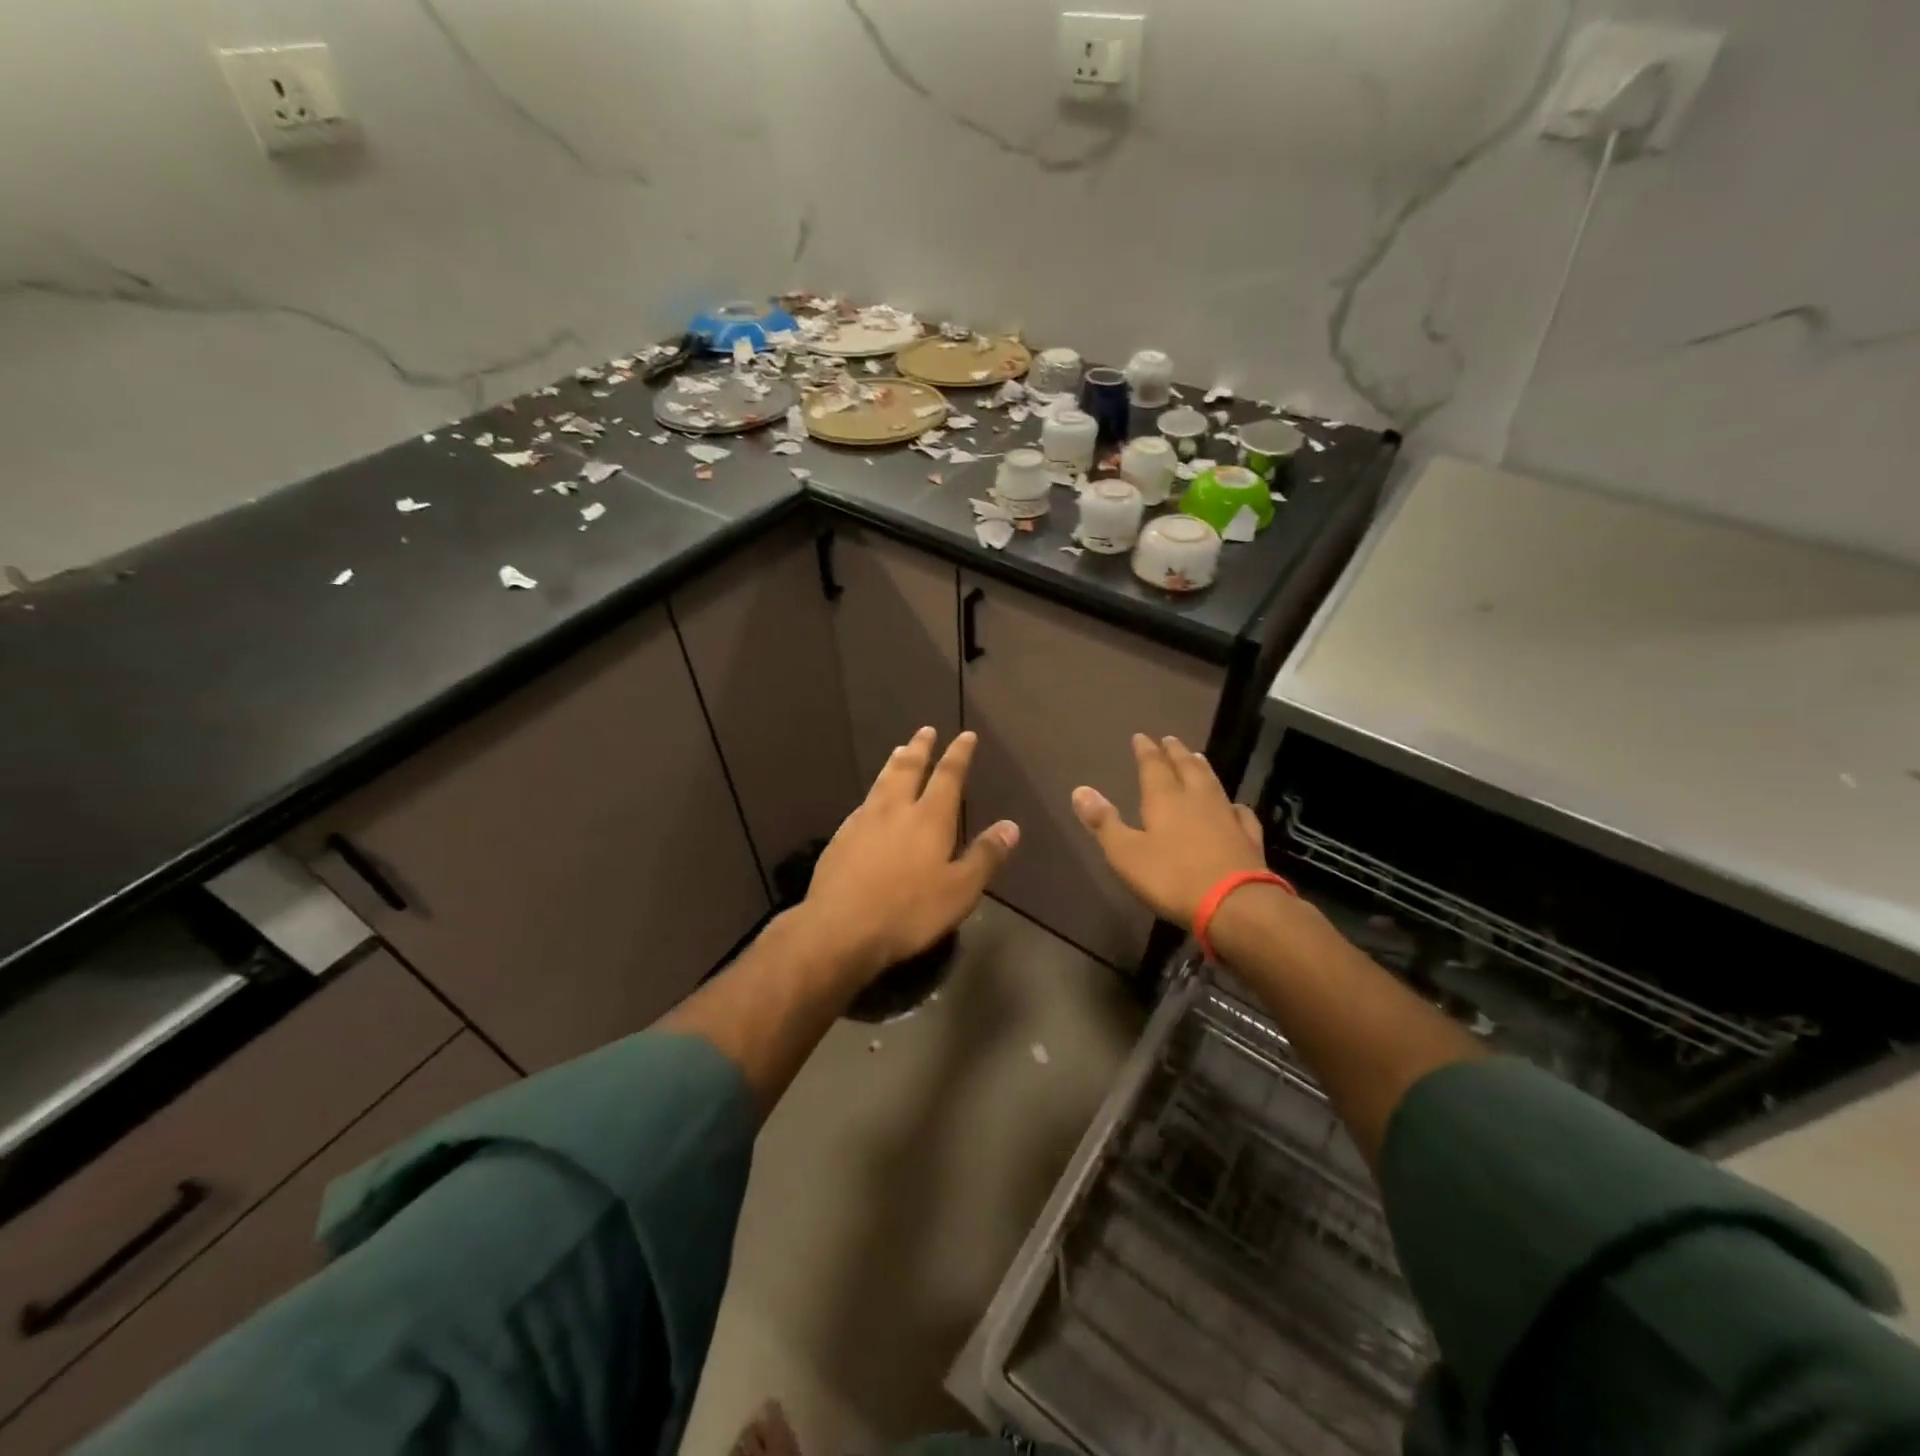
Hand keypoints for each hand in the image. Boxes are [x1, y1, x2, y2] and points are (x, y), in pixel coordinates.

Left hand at [802, 728, 1018, 979]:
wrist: (840, 928)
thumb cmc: (909, 911)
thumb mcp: (960, 890)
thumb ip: (985, 856)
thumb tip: (1012, 826)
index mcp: (929, 818)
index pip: (948, 776)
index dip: (958, 754)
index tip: (965, 735)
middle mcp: (895, 810)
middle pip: (909, 768)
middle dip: (921, 748)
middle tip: (926, 730)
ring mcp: (863, 821)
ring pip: (882, 781)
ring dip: (894, 763)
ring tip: (900, 750)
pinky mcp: (840, 838)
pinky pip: (863, 803)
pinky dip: (874, 792)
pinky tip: (871, 800)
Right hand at [1072, 734, 1266, 927]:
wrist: (1235, 904)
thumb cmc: (1172, 878)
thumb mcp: (1126, 853)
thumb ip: (1104, 822)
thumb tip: (1080, 790)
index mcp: (1165, 799)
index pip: (1153, 766)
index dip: (1146, 750)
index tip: (1141, 736)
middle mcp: (1197, 799)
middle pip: (1186, 767)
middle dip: (1176, 752)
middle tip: (1170, 739)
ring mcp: (1226, 817)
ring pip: (1213, 783)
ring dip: (1202, 768)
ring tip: (1198, 757)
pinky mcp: (1248, 838)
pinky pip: (1240, 813)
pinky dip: (1234, 805)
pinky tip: (1235, 806)